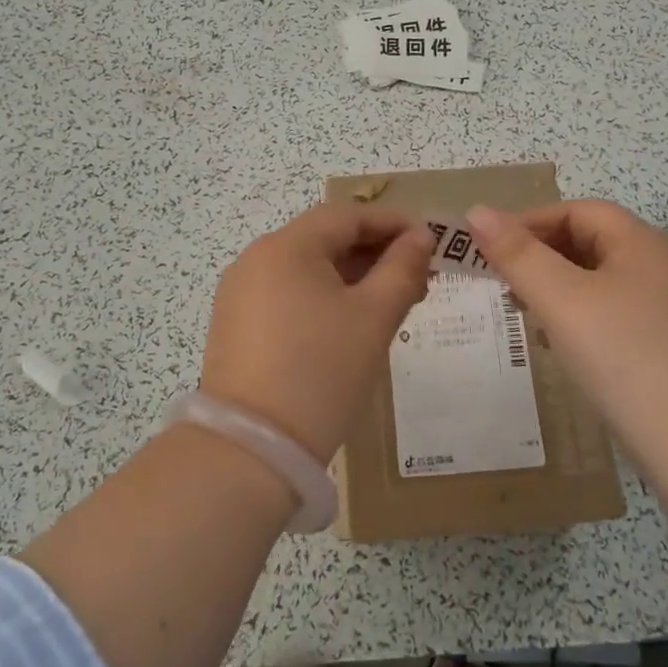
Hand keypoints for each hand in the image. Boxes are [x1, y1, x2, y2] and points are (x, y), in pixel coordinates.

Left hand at [201, 205, 433, 459]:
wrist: (251, 451)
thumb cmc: (321, 372)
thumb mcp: (373, 317)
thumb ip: (402, 269)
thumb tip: (420, 237)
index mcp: (286, 247)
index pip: (346, 216)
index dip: (392, 223)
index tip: (431, 241)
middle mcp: (256, 260)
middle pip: (325, 239)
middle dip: (375, 252)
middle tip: (420, 276)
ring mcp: (240, 294)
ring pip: (307, 269)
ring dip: (352, 277)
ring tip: (393, 301)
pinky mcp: (236, 325)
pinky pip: (288, 294)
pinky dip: (323, 298)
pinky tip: (351, 322)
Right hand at [465, 200, 667, 453]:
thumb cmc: (627, 358)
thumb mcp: (563, 301)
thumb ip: (518, 255)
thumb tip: (476, 211)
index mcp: (642, 243)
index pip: (577, 212)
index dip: (530, 222)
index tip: (489, 250)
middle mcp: (660, 267)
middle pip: (589, 243)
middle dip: (540, 256)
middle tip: (500, 283)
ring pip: (598, 282)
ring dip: (556, 289)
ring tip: (522, 313)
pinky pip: (612, 315)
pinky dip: (578, 318)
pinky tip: (559, 346)